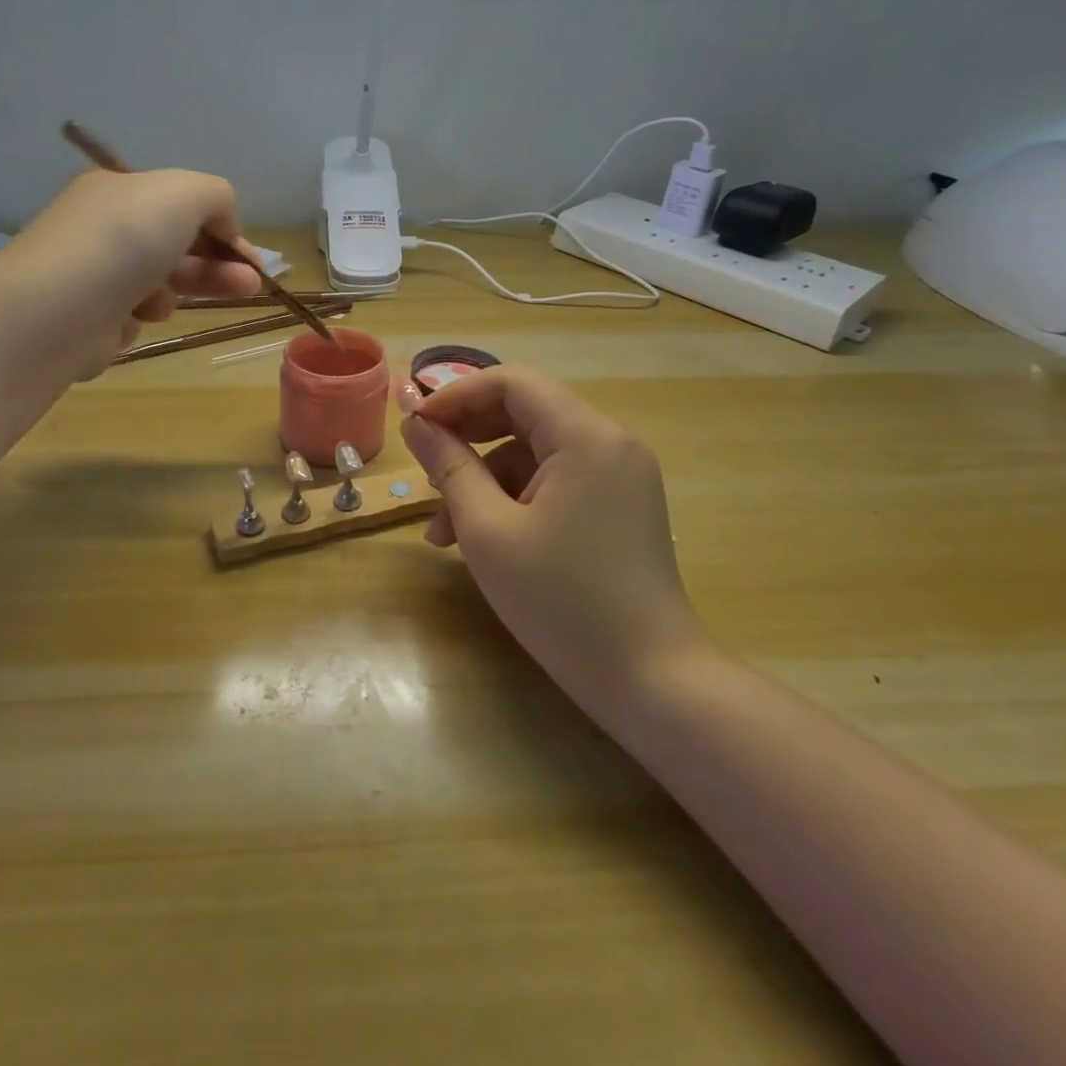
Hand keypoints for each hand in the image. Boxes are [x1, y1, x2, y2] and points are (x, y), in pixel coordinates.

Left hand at [9, 168, 263, 373]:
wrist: (56, 310)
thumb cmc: (125, 240)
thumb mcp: (184, 193)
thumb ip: (217, 196)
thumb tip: (225, 225)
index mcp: (117, 191)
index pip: (180, 205)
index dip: (222, 229)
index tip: (252, 259)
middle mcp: (102, 228)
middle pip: (175, 246)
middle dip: (216, 266)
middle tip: (251, 287)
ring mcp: (92, 274)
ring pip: (157, 284)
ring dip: (174, 292)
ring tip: (166, 303)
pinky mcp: (88, 318)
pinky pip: (131, 316)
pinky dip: (138, 318)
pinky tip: (130, 320)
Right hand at [401, 367, 708, 713]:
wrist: (651, 682)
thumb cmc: (561, 602)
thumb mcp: (488, 531)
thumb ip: (449, 466)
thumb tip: (417, 423)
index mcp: (586, 436)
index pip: (511, 383)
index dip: (455, 396)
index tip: (414, 426)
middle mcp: (610, 442)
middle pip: (525, 411)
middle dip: (467, 437)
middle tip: (424, 469)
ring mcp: (620, 475)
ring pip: (536, 450)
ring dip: (485, 476)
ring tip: (443, 529)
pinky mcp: (620, 504)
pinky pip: (557, 479)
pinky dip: (516, 497)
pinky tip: (484, 537)